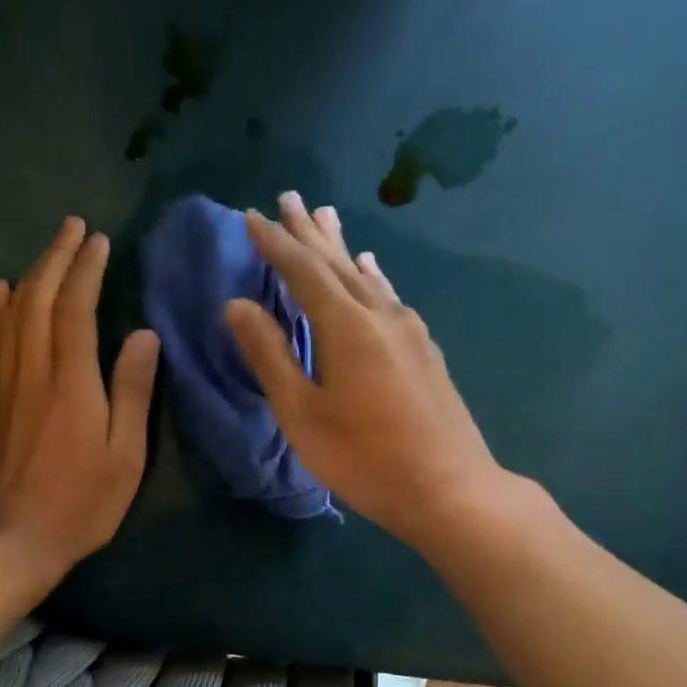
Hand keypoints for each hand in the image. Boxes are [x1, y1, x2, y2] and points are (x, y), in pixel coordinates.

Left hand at [0, 217, 159, 573]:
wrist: (9, 542)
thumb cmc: (80, 505)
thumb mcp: (125, 457)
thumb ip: (133, 392)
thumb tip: (144, 335)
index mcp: (72, 382)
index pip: (76, 308)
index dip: (87, 269)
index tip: (99, 241)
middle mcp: (30, 371)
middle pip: (38, 299)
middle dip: (57, 257)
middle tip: (73, 228)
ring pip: (8, 314)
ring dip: (27, 276)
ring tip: (45, 252)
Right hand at [227, 192, 517, 551]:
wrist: (449, 488)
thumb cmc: (364, 458)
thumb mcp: (303, 413)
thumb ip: (270, 356)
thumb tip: (236, 305)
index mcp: (345, 326)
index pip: (302, 270)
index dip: (274, 243)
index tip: (251, 216)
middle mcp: (380, 315)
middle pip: (337, 263)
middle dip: (308, 232)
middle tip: (288, 198)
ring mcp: (410, 331)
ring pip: (367, 276)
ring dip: (341, 248)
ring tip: (326, 218)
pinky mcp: (426, 351)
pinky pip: (389, 297)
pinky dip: (372, 277)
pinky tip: (372, 271)